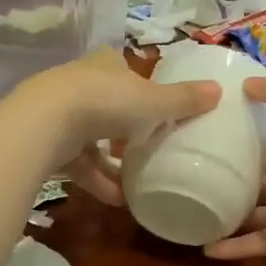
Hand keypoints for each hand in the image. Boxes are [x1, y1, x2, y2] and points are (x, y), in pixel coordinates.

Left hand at [31, 49, 219, 204]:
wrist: (45, 124)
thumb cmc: (106, 101)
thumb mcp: (153, 101)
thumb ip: (184, 99)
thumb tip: (219, 89)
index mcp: (105, 65)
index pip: (123, 69)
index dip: (140, 87)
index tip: (155, 108)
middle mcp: (80, 83)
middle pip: (107, 103)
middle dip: (126, 128)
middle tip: (149, 146)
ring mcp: (59, 113)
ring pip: (92, 136)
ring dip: (113, 162)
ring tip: (138, 182)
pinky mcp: (47, 142)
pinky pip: (79, 163)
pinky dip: (98, 180)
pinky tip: (118, 200)